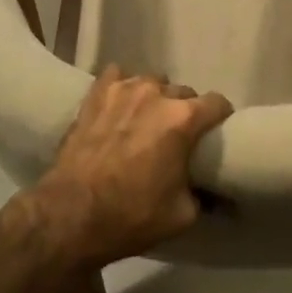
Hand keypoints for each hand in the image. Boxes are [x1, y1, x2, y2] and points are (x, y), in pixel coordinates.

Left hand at [33, 67, 232, 267]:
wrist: (70, 214)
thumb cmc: (131, 216)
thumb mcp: (182, 216)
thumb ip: (203, 194)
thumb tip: (211, 189)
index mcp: (183, 119)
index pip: (217, 103)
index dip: (220, 117)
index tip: (216, 132)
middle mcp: (157, 94)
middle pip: (183, 92)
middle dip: (185, 111)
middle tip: (176, 136)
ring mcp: (124, 88)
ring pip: (152, 82)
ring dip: (154, 99)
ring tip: (145, 120)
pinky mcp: (96, 92)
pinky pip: (117, 76)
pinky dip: (122, 88)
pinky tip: (118, 105)